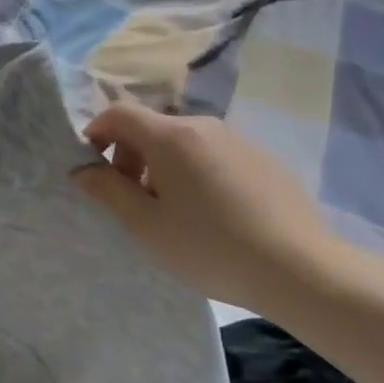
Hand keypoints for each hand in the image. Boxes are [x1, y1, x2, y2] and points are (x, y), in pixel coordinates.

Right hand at [72, 101, 341, 307]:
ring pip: (184, 142)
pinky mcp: (264, 159)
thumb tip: (82, 169)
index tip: (92, 167)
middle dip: (130, 156)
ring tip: (173, 212)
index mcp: (171, 136)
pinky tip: (212, 214)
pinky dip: (197, 172)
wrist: (301, 270)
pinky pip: (214, 155)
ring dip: (163, 166)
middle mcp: (204, 126)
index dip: (96, 132)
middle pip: (152, 127)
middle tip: (131, 200)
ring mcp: (239, 140)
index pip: (119, 113)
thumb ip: (108, 191)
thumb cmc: (210, 247)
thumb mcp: (146, 226)